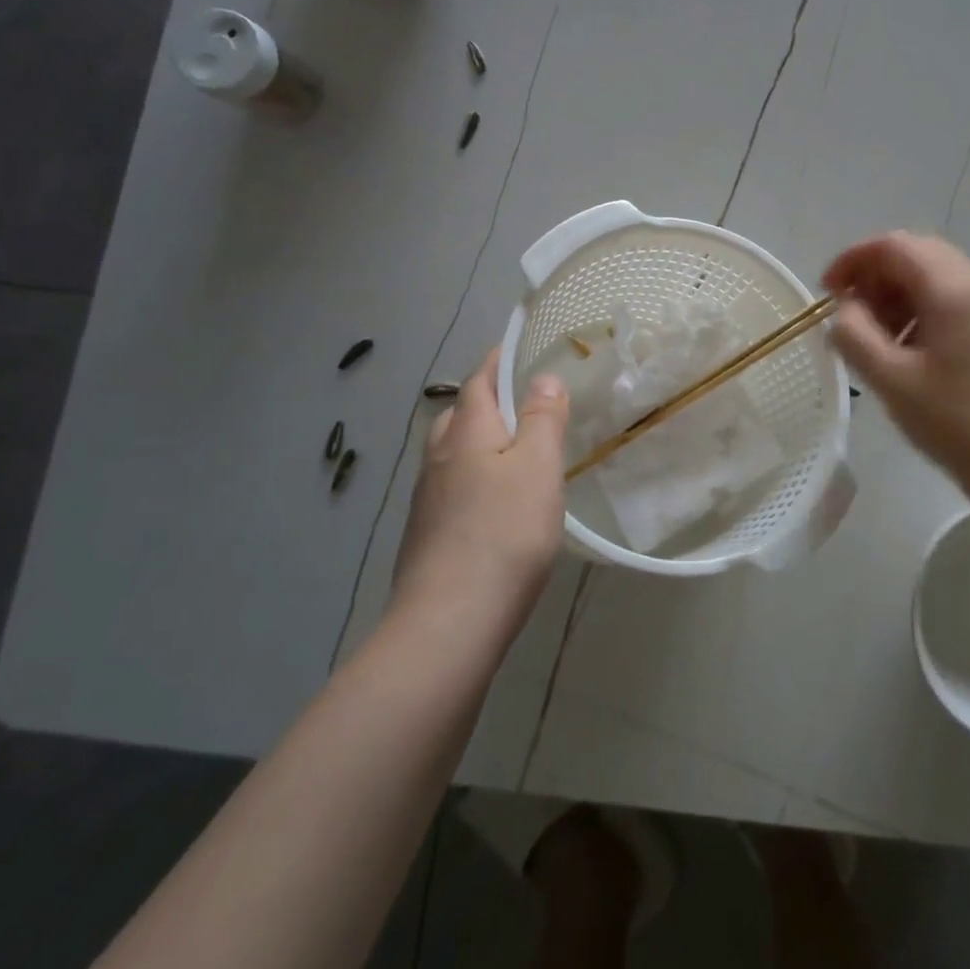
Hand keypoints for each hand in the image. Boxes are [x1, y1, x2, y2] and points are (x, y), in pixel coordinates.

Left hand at [391, 346, 569, 620]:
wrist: (449, 620)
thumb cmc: (504, 532)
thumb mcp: (538, 466)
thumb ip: (542, 418)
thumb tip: (543, 377)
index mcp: (467, 432)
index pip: (479, 382)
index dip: (496, 362)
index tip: (515, 348)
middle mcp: (439, 457)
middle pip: (460, 415)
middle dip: (485, 400)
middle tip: (520, 400)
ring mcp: (427, 498)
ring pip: (453, 453)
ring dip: (478, 440)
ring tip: (511, 448)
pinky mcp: (426, 534)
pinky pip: (451, 487)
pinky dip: (473, 476)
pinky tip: (493, 501)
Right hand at [823, 232, 969, 499]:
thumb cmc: (956, 422)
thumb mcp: (891, 380)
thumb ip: (855, 335)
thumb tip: (843, 310)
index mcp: (953, 290)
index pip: (895, 245)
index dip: (854, 259)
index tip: (828, 291)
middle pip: (916, 253)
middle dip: (875, 274)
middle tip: (850, 312)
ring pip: (934, 274)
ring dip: (897, 291)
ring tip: (875, 334)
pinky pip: (951, 297)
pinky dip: (919, 307)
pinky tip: (906, 347)